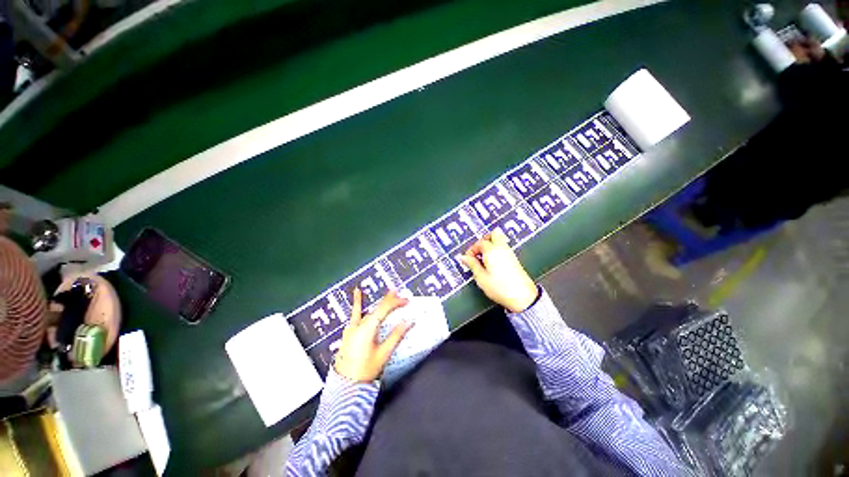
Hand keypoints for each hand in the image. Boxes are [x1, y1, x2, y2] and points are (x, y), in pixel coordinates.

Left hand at [334, 289, 413, 381]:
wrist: (347, 381)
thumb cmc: (366, 368)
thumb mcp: (384, 353)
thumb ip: (396, 336)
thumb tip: (408, 322)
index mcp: (367, 328)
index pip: (383, 309)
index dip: (395, 302)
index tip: (407, 300)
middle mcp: (357, 325)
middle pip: (374, 308)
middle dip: (387, 301)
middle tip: (397, 292)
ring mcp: (350, 329)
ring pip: (362, 311)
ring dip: (370, 302)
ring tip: (370, 290)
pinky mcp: (348, 333)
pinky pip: (354, 316)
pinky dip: (357, 306)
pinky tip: (356, 296)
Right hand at [458, 229, 538, 312]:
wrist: (521, 296)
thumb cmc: (501, 288)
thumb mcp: (481, 278)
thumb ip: (472, 265)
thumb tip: (464, 258)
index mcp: (492, 250)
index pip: (479, 243)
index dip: (471, 250)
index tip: (467, 259)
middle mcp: (502, 248)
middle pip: (493, 234)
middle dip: (483, 241)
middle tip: (477, 253)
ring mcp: (510, 253)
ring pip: (499, 241)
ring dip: (490, 246)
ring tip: (484, 261)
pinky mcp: (514, 259)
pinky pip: (504, 249)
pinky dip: (497, 252)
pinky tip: (493, 265)